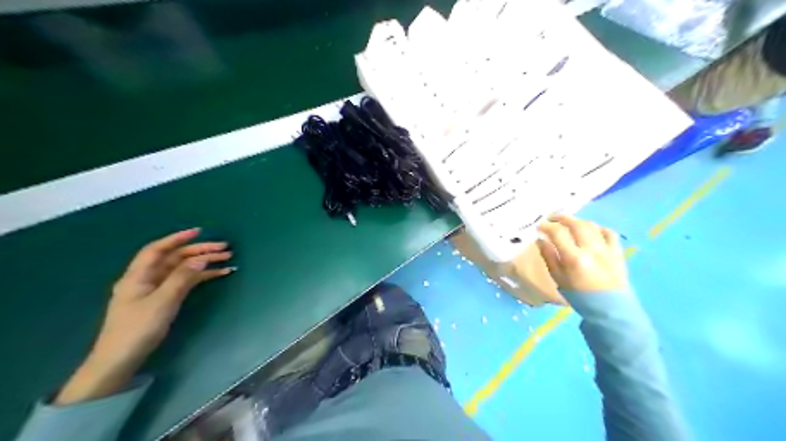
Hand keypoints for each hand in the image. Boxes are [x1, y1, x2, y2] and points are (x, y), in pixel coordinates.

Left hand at [56, 229, 231, 404]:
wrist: (120, 360)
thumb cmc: (138, 328)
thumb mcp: (162, 301)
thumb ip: (181, 278)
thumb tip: (200, 258)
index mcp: (139, 275)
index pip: (158, 249)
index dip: (178, 238)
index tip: (200, 231)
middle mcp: (147, 278)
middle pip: (174, 258)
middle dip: (199, 251)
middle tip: (224, 249)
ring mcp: (155, 289)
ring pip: (182, 269)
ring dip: (204, 263)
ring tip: (227, 260)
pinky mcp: (163, 300)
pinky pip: (184, 282)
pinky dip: (201, 277)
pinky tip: (218, 274)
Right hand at [537, 213, 631, 292]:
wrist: (610, 309)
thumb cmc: (579, 296)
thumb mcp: (558, 279)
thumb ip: (549, 257)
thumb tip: (541, 240)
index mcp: (574, 258)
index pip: (558, 233)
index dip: (547, 226)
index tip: (539, 226)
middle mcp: (591, 250)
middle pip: (576, 224)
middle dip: (562, 218)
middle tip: (552, 218)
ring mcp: (607, 249)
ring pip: (591, 226)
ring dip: (578, 221)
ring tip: (569, 223)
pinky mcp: (618, 251)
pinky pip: (609, 233)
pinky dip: (598, 228)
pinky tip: (591, 231)